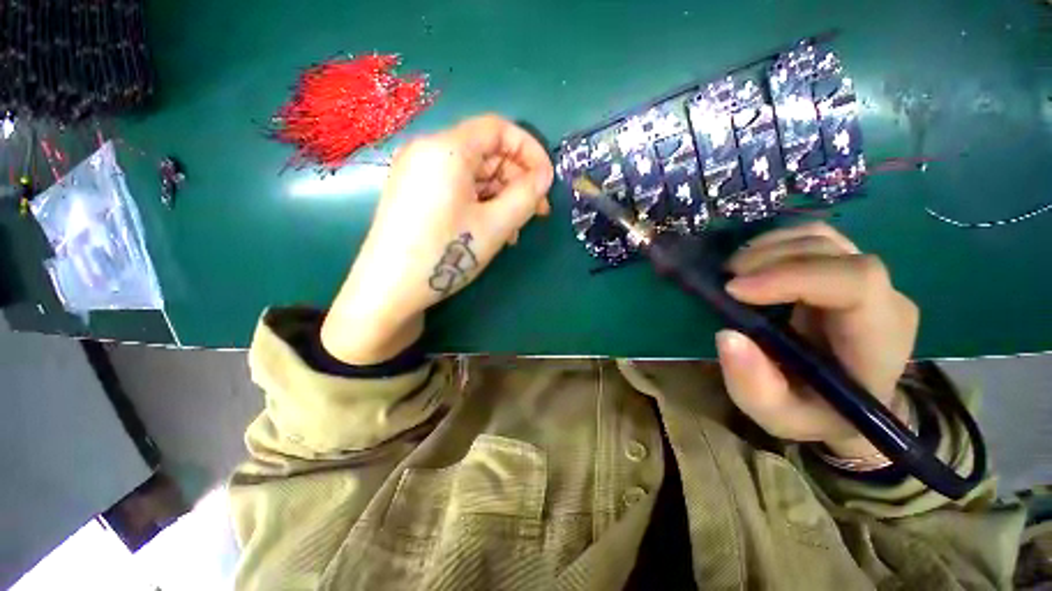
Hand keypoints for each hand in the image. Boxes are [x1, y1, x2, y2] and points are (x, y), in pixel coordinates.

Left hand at [321, 115, 553, 363]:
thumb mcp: (495, 225)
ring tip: (515, 229)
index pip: (498, 128)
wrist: (387, 290)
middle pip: (486, 151)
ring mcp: (418, 173)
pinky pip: (457, 187)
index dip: (529, 150)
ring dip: (501, 196)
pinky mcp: (415, 193)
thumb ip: (526, 196)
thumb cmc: (445, 254)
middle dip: (517, 179)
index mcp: (447, 149)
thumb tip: (544, 176)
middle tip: (537, 211)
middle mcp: (428, 151)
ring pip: (473, 173)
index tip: (547, 181)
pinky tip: (492, 228)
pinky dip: (480, 203)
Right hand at [716, 222, 919, 458]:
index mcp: (878, 340)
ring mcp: (869, 280)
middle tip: (725, 280)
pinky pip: (814, 239)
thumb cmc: (815, 414)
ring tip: (733, 271)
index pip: (855, 282)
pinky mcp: (846, 270)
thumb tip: (727, 335)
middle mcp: (884, 299)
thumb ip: (754, 385)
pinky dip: (775, 244)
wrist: (847, 406)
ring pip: (822, 237)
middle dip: (770, 259)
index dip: (791, 276)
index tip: (734, 289)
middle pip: (834, 252)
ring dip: (769, 247)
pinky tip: (752, 264)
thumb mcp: (778, 417)